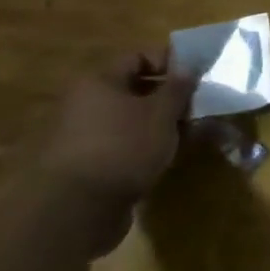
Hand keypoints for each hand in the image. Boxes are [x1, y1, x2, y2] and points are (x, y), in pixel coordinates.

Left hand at [39, 52, 192, 232]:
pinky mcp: (83, 167)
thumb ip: (179, 87)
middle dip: (167, 98)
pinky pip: (120, 145)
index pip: (138, 57)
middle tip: (194, 108)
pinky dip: (142, 147)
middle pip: (133, 90)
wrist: (74, 213)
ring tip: (185, 136)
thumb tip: (188, 67)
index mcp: (98, 82)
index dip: (169, 62)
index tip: (195, 78)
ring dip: (157, 124)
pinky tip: (163, 158)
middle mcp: (83, 104)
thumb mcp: (162, 113)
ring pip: (129, 120)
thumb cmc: (123, 147)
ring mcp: (80, 137)